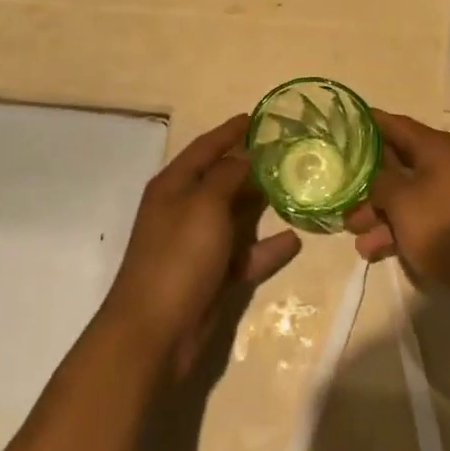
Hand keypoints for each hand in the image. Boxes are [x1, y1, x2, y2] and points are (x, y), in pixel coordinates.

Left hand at [100, 114, 301, 376]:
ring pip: (234, 216)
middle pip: (221, 179)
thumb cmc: (178, 256)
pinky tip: (294, 239)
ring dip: (260, 204)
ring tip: (295, 189)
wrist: (154, 332)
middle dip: (250, 166)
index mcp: (173, 185)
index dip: (229, 132)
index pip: (205, 148)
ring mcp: (196, 245)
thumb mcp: (204, 204)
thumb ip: (227, 175)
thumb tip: (244, 155)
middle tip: (286, 152)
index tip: (256, 117)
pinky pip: (243, 254)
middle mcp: (183, 209)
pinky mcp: (210, 276)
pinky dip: (266, 248)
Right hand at [345, 110, 449, 299]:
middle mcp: (447, 162)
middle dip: (368, 185)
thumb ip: (380, 182)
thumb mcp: (403, 202)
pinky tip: (381, 253)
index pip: (392, 124)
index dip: (364, 126)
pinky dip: (403, 231)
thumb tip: (374, 175)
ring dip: (382, 216)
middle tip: (342, 204)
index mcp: (434, 146)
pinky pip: (426, 218)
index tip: (338, 131)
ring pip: (410, 197)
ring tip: (358, 242)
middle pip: (399, 165)